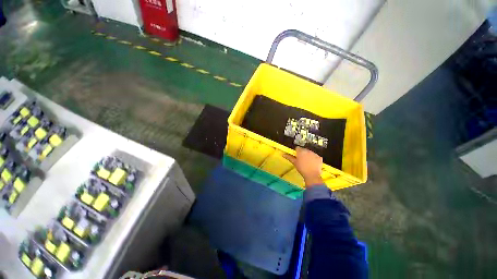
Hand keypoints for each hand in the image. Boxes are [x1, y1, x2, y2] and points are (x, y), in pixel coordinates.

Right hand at [283, 147, 323, 186]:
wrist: (312, 175)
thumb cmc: (301, 168)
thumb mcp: (294, 163)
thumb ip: (289, 157)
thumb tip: (283, 154)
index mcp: (301, 151)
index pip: (297, 148)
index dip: (296, 152)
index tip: (297, 156)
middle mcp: (308, 151)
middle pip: (304, 150)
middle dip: (303, 153)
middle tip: (301, 160)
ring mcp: (314, 154)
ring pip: (310, 153)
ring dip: (308, 155)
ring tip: (307, 162)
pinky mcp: (319, 157)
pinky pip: (316, 156)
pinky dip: (314, 159)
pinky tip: (313, 164)